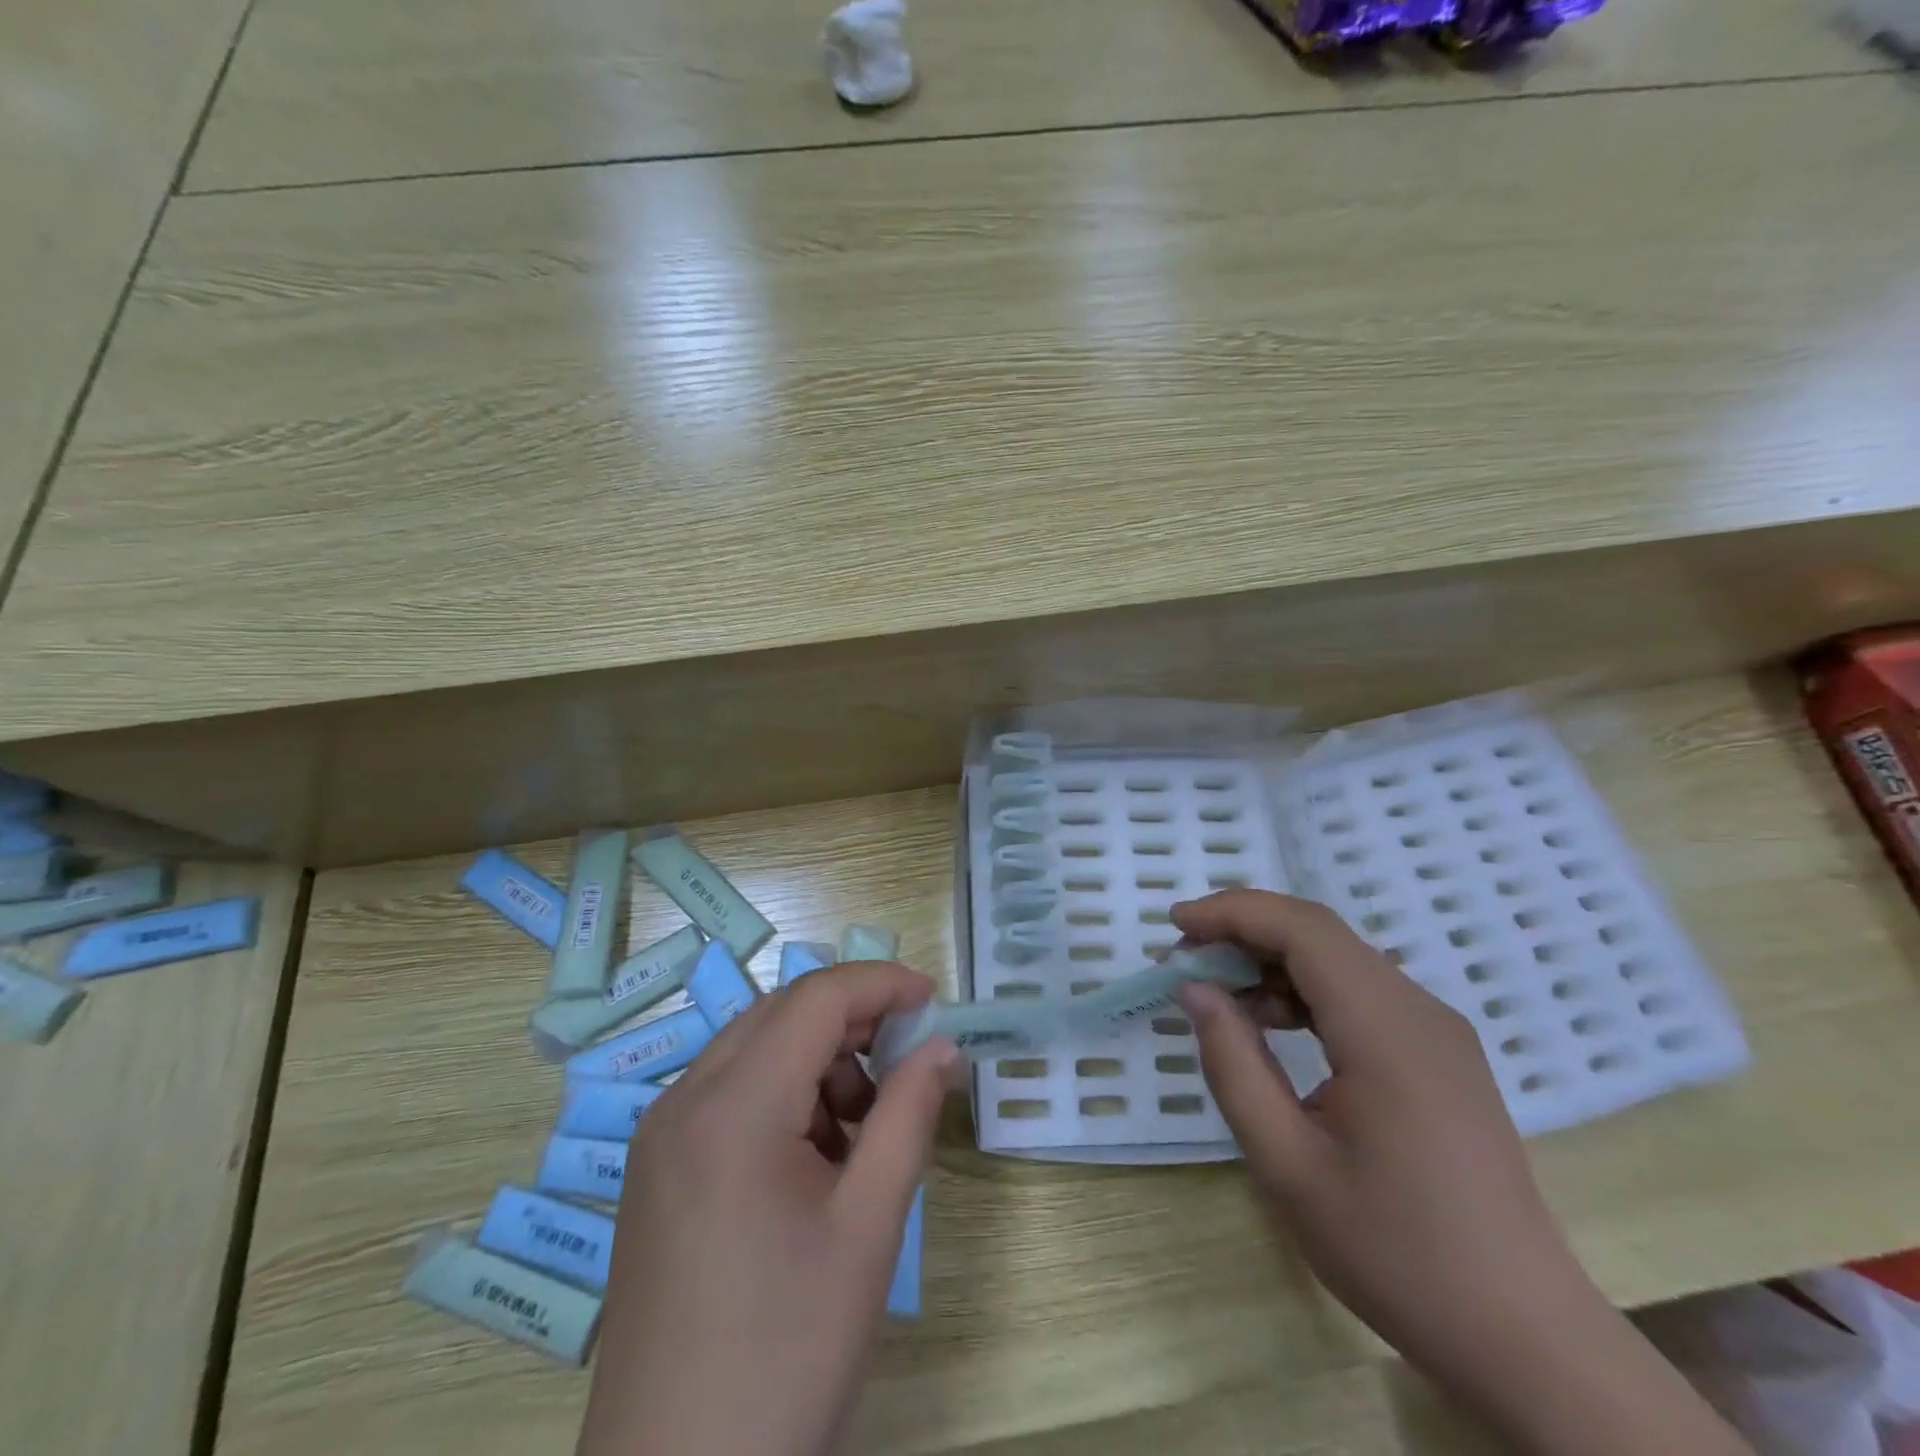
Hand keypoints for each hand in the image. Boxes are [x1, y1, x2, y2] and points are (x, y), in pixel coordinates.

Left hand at [578, 961, 957, 1455]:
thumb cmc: (787, 1353)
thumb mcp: (869, 1225)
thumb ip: (909, 1115)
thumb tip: (940, 1046)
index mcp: (732, 1106)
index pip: (815, 999)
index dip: (881, 985)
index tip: (935, 1002)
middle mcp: (683, 1101)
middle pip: (782, 1015)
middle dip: (852, 1024)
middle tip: (907, 1066)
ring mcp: (661, 1136)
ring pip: (756, 1051)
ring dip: (818, 1064)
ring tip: (861, 1135)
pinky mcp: (656, 1170)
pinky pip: (730, 1095)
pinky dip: (783, 1098)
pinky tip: (812, 1163)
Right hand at [1172, 890, 1749, 1455]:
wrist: (1523, 1334)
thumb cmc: (1396, 1252)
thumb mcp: (1287, 1165)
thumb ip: (1233, 1065)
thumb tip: (1195, 989)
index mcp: (1387, 1031)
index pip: (1302, 929)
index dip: (1233, 912)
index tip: (1174, 926)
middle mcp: (1419, 1011)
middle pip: (1320, 934)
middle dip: (1244, 932)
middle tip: (1184, 961)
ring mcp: (1436, 1030)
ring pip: (1339, 959)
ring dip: (1271, 961)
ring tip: (1218, 995)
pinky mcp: (1438, 1053)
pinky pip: (1360, 992)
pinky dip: (1304, 990)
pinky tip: (1272, 1025)